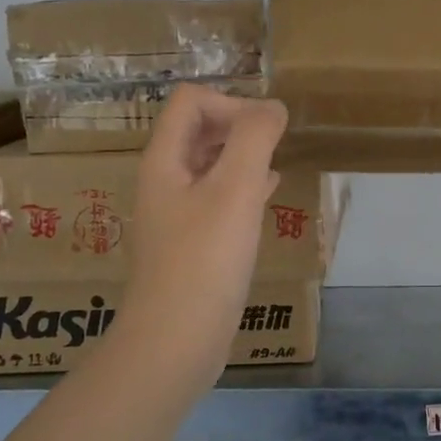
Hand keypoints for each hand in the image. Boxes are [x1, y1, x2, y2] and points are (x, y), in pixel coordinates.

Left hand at [119, 84, 287, 385]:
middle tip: (276, 145)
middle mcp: (164, 181)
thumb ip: (254, 138)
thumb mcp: (235, 189)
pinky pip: (217, 199)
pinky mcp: (191, 243)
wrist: (176, 339)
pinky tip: (266, 197)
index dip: (232, 103)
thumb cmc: (205, 259)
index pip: (191, 101)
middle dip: (239, 126)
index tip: (266, 133)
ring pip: (210, 165)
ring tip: (276, 166)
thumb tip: (273, 106)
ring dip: (243, 157)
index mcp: (164, 160)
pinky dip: (243, 188)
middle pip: (198, 130)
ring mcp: (175, 214)